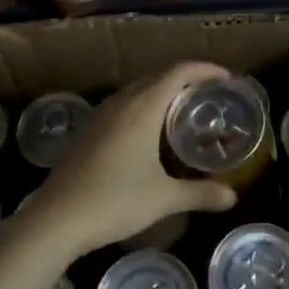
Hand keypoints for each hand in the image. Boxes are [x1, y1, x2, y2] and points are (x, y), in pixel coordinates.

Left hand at [25, 61, 238, 260]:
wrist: (55, 218)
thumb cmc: (114, 201)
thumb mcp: (164, 199)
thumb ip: (200, 194)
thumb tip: (233, 198)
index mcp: (142, 107)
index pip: (179, 72)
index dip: (205, 69)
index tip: (226, 79)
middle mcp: (121, 102)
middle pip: (159, 76)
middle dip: (187, 80)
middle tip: (210, 97)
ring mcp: (101, 114)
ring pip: (138, 90)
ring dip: (163, 92)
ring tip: (184, 113)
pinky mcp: (89, 130)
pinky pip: (123, 105)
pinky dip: (144, 107)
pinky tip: (150, 134)